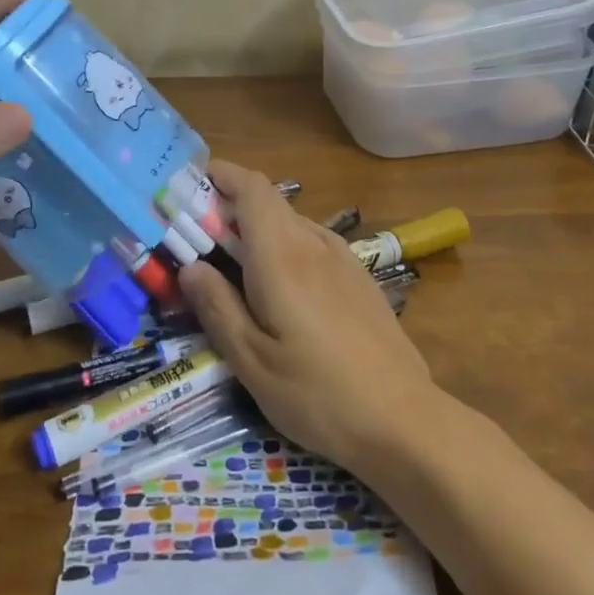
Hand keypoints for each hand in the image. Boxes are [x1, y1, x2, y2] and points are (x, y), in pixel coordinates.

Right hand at [177, 161, 438, 474]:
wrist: (404, 420)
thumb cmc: (318, 393)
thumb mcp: (252, 361)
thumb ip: (217, 307)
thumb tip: (190, 266)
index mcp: (282, 255)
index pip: (251, 187)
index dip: (220, 174)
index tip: (189, 186)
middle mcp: (313, 243)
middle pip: (268, 202)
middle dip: (229, 207)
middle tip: (198, 239)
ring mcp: (343, 258)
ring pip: (290, 223)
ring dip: (257, 229)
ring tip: (234, 267)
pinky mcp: (360, 278)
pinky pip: (312, 243)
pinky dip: (283, 247)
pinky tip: (280, 291)